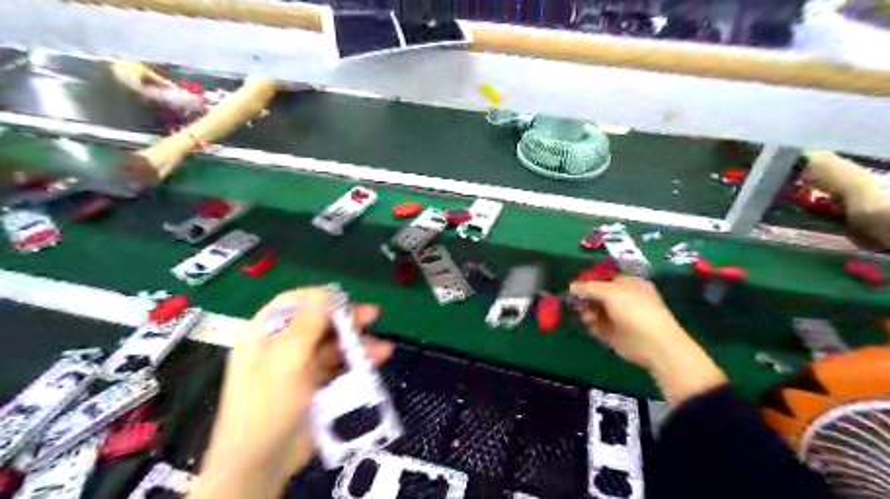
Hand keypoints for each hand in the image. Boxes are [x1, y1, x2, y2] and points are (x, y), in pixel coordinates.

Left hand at [192, 289, 392, 498]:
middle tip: (373, 315)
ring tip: (382, 347)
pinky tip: (378, 358)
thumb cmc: (267, 406)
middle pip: (319, 321)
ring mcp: (302, 366)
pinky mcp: (318, 384)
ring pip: (335, 344)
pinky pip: (341, 365)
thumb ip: (307, 325)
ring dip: (359, 342)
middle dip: (347, 317)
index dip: (320, 297)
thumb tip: (327, 293)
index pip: (294, 302)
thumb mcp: (285, 361)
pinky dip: (359, 361)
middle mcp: (284, 346)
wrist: (263, 463)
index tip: (345, 299)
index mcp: (266, 334)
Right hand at [574, 277, 726, 404]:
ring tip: (586, 316)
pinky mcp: (613, 333)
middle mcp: (624, 299)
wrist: (652, 344)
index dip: (590, 281)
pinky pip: (597, 326)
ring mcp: (619, 316)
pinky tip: (592, 326)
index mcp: (629, 284)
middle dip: (586, 298)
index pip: (605, 278)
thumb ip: (588, 287)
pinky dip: (592, 325)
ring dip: (587, 312)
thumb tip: (571, 286)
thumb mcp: (610, 291)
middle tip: (576, 302)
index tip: (575, 286)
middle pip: (597, 295)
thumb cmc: (634, 310)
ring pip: (595, 310)